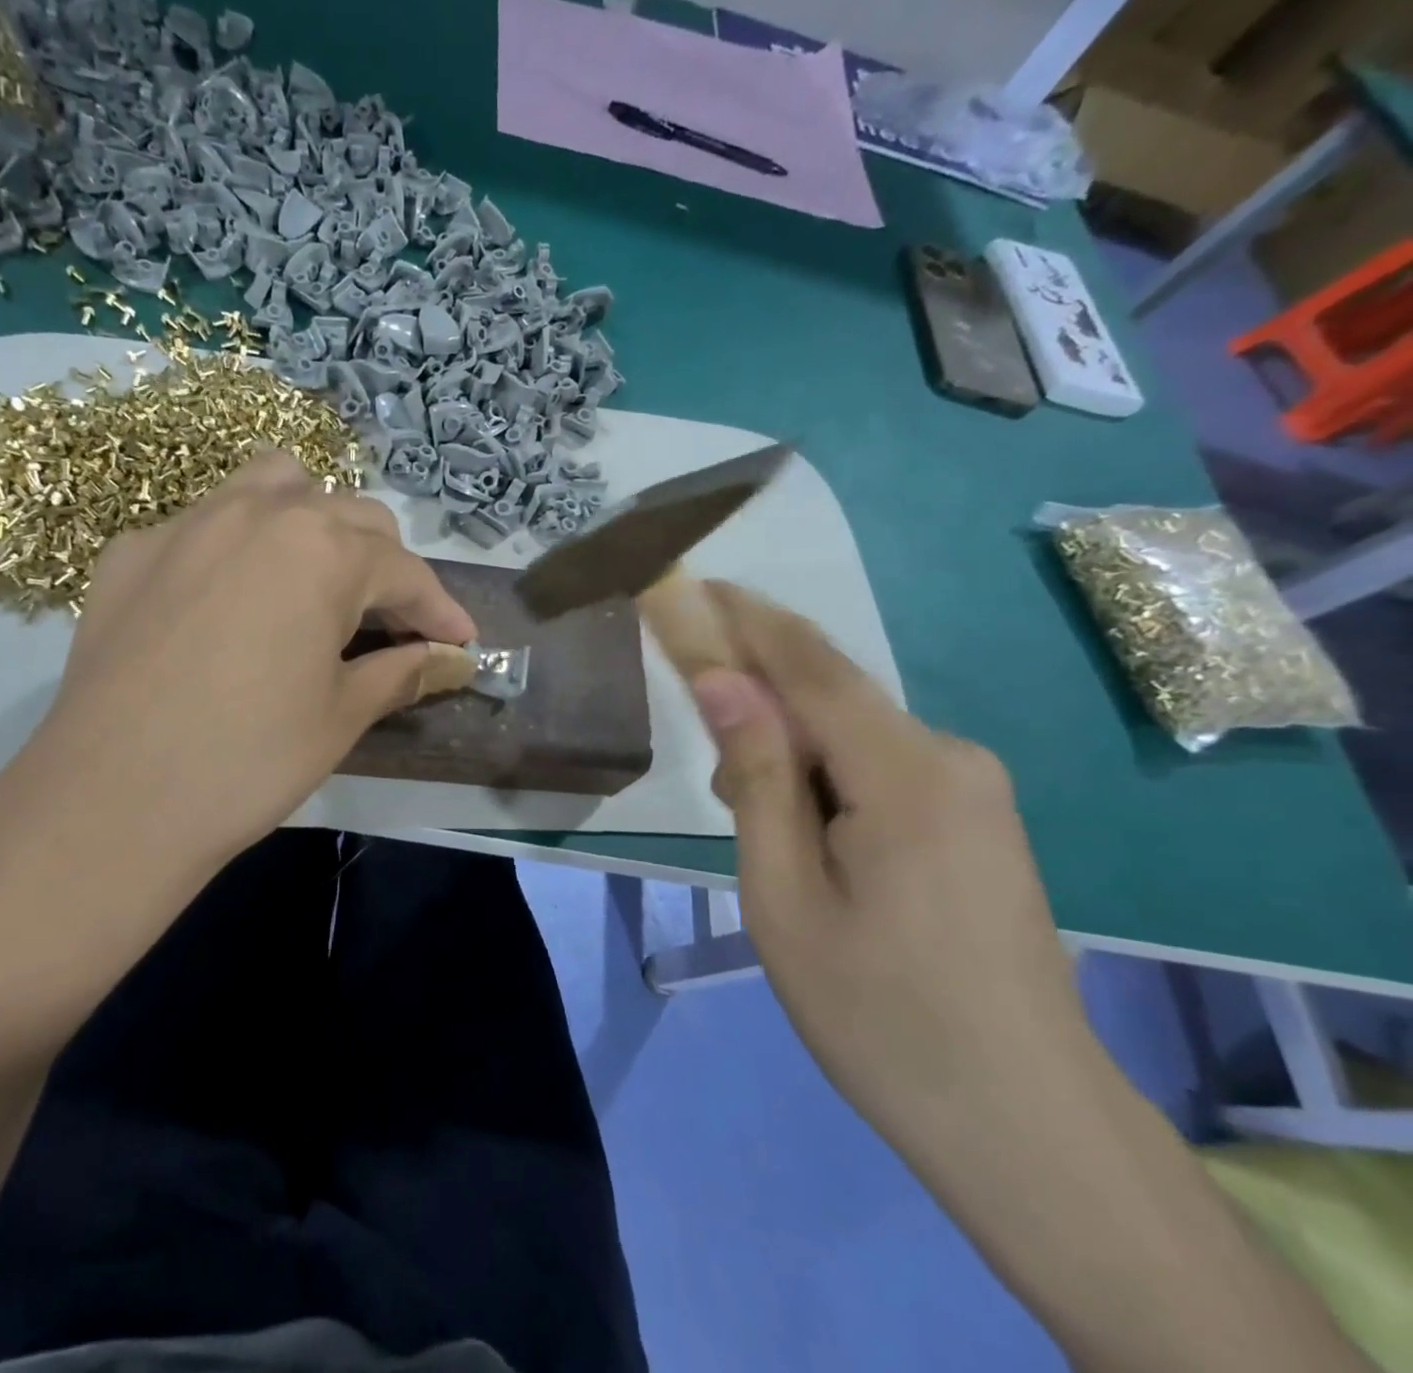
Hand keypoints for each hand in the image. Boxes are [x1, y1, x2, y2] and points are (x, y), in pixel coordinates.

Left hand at [0, 453, 475, 1045]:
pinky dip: (239, 547)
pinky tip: (229, 605)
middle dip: (384, 567)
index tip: (460, 643)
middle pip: (350, 515)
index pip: (404, 570)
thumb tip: (452, 659)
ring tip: (314, 581)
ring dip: (313, 522)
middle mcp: (259, 512)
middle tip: (389, 626)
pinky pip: (205, 522)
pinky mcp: (132, 550)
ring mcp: (187, 523)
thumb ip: (404, 671)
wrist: (109, 804)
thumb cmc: (248, 761)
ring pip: (274, 486)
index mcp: (322, 550)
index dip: (440, 610)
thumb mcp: (342, 716)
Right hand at [686, 583, 1102, 1162]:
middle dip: (755, 686)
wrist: (1022, 1122)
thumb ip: (755, 775)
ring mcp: (973, 787)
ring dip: (786, 743)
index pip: (807, 662)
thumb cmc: (878, 1012)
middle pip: (831, 692)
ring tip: (749, 816)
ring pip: (852, 731)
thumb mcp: (783, 894)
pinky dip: (822, 771)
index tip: (685, 585)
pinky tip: (801, 829)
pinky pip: (880, 764)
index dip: (742, 617)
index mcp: (906, 771)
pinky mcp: (976, 816)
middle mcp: (950, 756)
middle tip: (698, 725)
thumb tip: (722, 680)